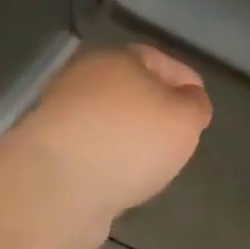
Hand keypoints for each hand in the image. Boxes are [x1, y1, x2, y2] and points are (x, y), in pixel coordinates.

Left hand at [12, 44, 212, 248]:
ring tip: (154, 163)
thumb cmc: (129, 140)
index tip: (200, 104)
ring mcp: (62, 119)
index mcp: (117, 60)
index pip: (159, 59)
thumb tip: (191, 100)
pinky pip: (91, 153)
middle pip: (130, 89)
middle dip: (155, 109)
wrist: (56, 188)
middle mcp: (84, 81)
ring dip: (130, 138)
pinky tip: (124, 181)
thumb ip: (195, 106)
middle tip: (179, 134)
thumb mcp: (184, 119)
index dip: (185, 79)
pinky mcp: (49, 156)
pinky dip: (109, 163)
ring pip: (109, 122)